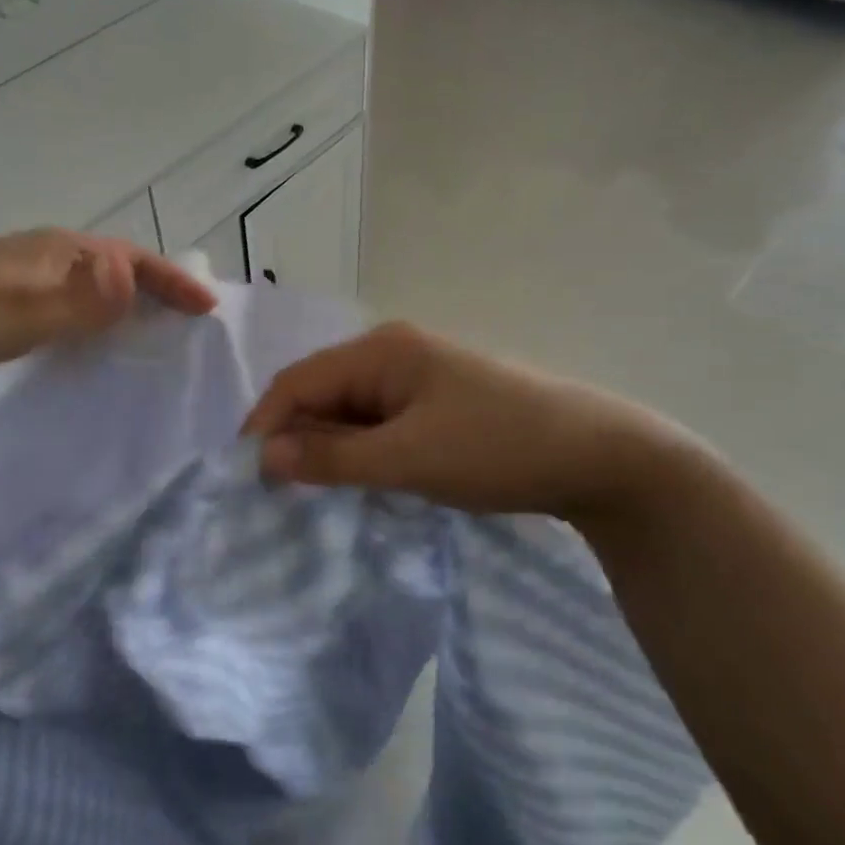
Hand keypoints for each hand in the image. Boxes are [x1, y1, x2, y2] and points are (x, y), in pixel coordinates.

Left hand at [0, 229, 216, 393]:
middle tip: (190, 326)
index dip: (172, 281)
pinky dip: (96, 325)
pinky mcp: (7, 307)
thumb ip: (77, 301)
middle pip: (118, 270)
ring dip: (128, 309)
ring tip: (156, 341)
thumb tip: (136, 280)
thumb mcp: (16, 312)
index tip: (207, 310)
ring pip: (93, 290)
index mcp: (57, 251)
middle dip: (157, 292)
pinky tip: (96, 352)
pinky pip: (70, 310)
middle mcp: (46, 259)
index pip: (132, 259)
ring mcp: (24, 282)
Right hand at [242, 322, 697, 517]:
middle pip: (321, 392)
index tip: (244, 476)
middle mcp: (393, 352)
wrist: (600, 456)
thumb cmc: (497, 448)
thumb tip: (264, 457)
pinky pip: (379, 422)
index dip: (265, 424)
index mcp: (381, 351)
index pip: (298, 381)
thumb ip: (333, 458)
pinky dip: (360, 450)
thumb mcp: (408, 458)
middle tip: (278, 493)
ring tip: (313, 492)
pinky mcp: (437, 401)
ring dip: (328, 447)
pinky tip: (360, 479)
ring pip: (350, 410)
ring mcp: (418, 376)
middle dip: (295, 438)